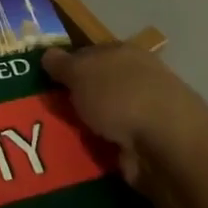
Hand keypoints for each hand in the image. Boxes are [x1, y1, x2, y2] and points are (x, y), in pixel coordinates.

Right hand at [41, 43, 207, 187]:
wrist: (165, 146)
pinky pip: (110, 143)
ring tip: (51, 136)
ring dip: (83, 126)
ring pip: (102, 116)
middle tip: (42, 111)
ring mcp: (146, 114)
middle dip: (73, 98)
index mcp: (125, 53)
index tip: (43, 80)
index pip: (90, 53)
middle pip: (96, 86)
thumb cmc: (120, 96)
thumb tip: (48, 55)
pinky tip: (76, 154)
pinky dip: (96, 148)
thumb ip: (61, 64)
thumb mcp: (80, 71)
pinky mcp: (147, 146)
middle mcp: (138, 79)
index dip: (67, 64)